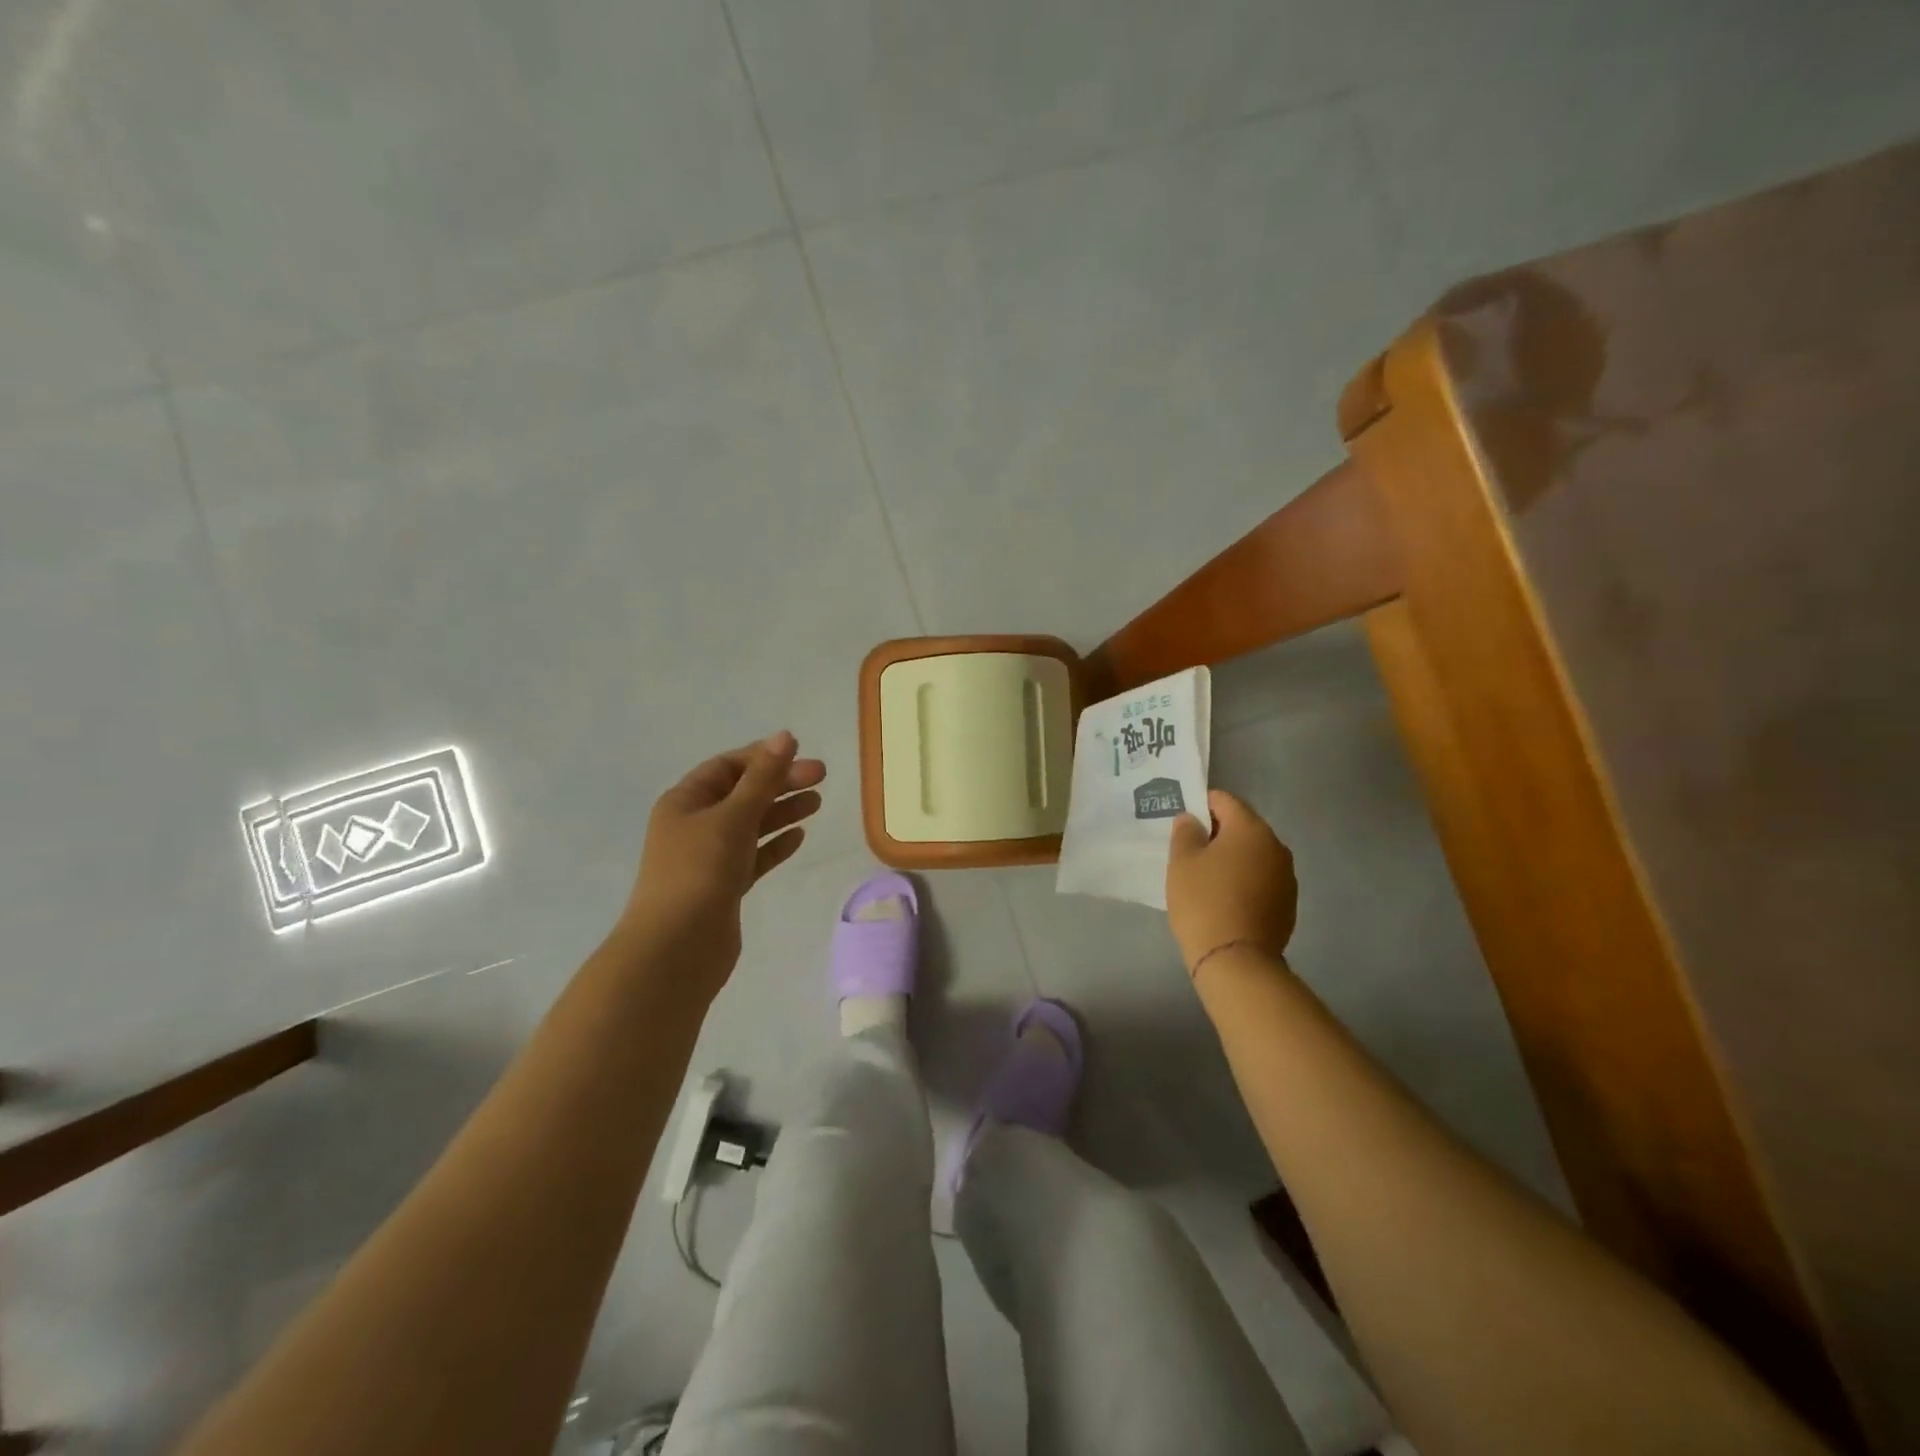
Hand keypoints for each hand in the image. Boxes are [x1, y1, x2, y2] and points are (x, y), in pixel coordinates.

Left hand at [620, 731, 825, 993]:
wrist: (676, 949)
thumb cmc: (699, 872)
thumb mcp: (732, 817)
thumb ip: (762, 778)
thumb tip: (785, 737)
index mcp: (685, 802)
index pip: (726, 767)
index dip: (762, 757)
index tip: (799, 753)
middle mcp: (694, 826)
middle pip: (742, 794)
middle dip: (780, 783)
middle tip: (821, 777)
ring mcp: (708, 858)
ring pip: (751, 825)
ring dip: (782, 811)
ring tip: (817, 802)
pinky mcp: (724, 887)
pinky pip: (753, 857)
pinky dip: (774, 845)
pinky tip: (799, 837)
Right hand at [1166, 790, 1297, 971]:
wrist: (1236, 960)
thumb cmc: (1203, 902)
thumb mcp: (1182, 862)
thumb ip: (1185, 833)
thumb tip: (1192, 820)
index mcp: (1250, 829)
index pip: (1224, 800)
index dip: (1201, 805)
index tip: (1183, 822)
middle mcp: (1276, 846)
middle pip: (1243, 826)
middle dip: (1218, 832)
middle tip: (1191, 850)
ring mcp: (1286, 876)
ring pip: (1254, 854)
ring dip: (1233, 858)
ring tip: (1207, 876)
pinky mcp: (1288, 903)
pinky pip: (1262, 878)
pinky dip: (1245, 880)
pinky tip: (1225, 898)